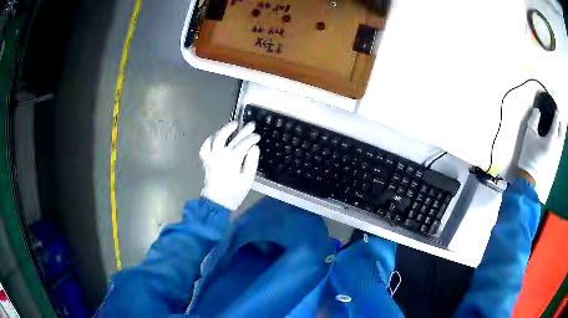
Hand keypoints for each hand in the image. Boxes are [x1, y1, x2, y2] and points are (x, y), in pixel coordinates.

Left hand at [200, 121, 259, 210]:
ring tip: (233, 124)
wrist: (216, 203)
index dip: (252, 138)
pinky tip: (215, 137)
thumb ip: (251, 162)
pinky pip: (205, 147)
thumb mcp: (247, 180)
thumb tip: (254, 148)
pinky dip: (209, 140)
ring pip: (216, 138)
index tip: (258, 136)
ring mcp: (211, 157)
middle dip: (243, 130)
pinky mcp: (205, 161)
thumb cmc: (233, 193)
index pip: (244, 144)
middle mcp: (220, 155)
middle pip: (232, 138)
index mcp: (232, 160)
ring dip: (225, 129)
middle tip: (250, 125)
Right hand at [518, 108, 565, 184]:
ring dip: (561, 132)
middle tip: (558, 117)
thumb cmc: (530, 155)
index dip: (556, 113)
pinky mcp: (556, 161)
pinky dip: (559, 140)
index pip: (557, 121)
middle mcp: (557, 146)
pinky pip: (560, 147)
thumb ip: (534, 120)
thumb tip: (537, 110)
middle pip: (562, 131)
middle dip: (560, 123)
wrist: (530, 178)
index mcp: (552, 138)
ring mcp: (557, 154)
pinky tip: (556, 139)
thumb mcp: (529, 135)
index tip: (555, 108)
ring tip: (558, 127)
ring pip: (562, 140)